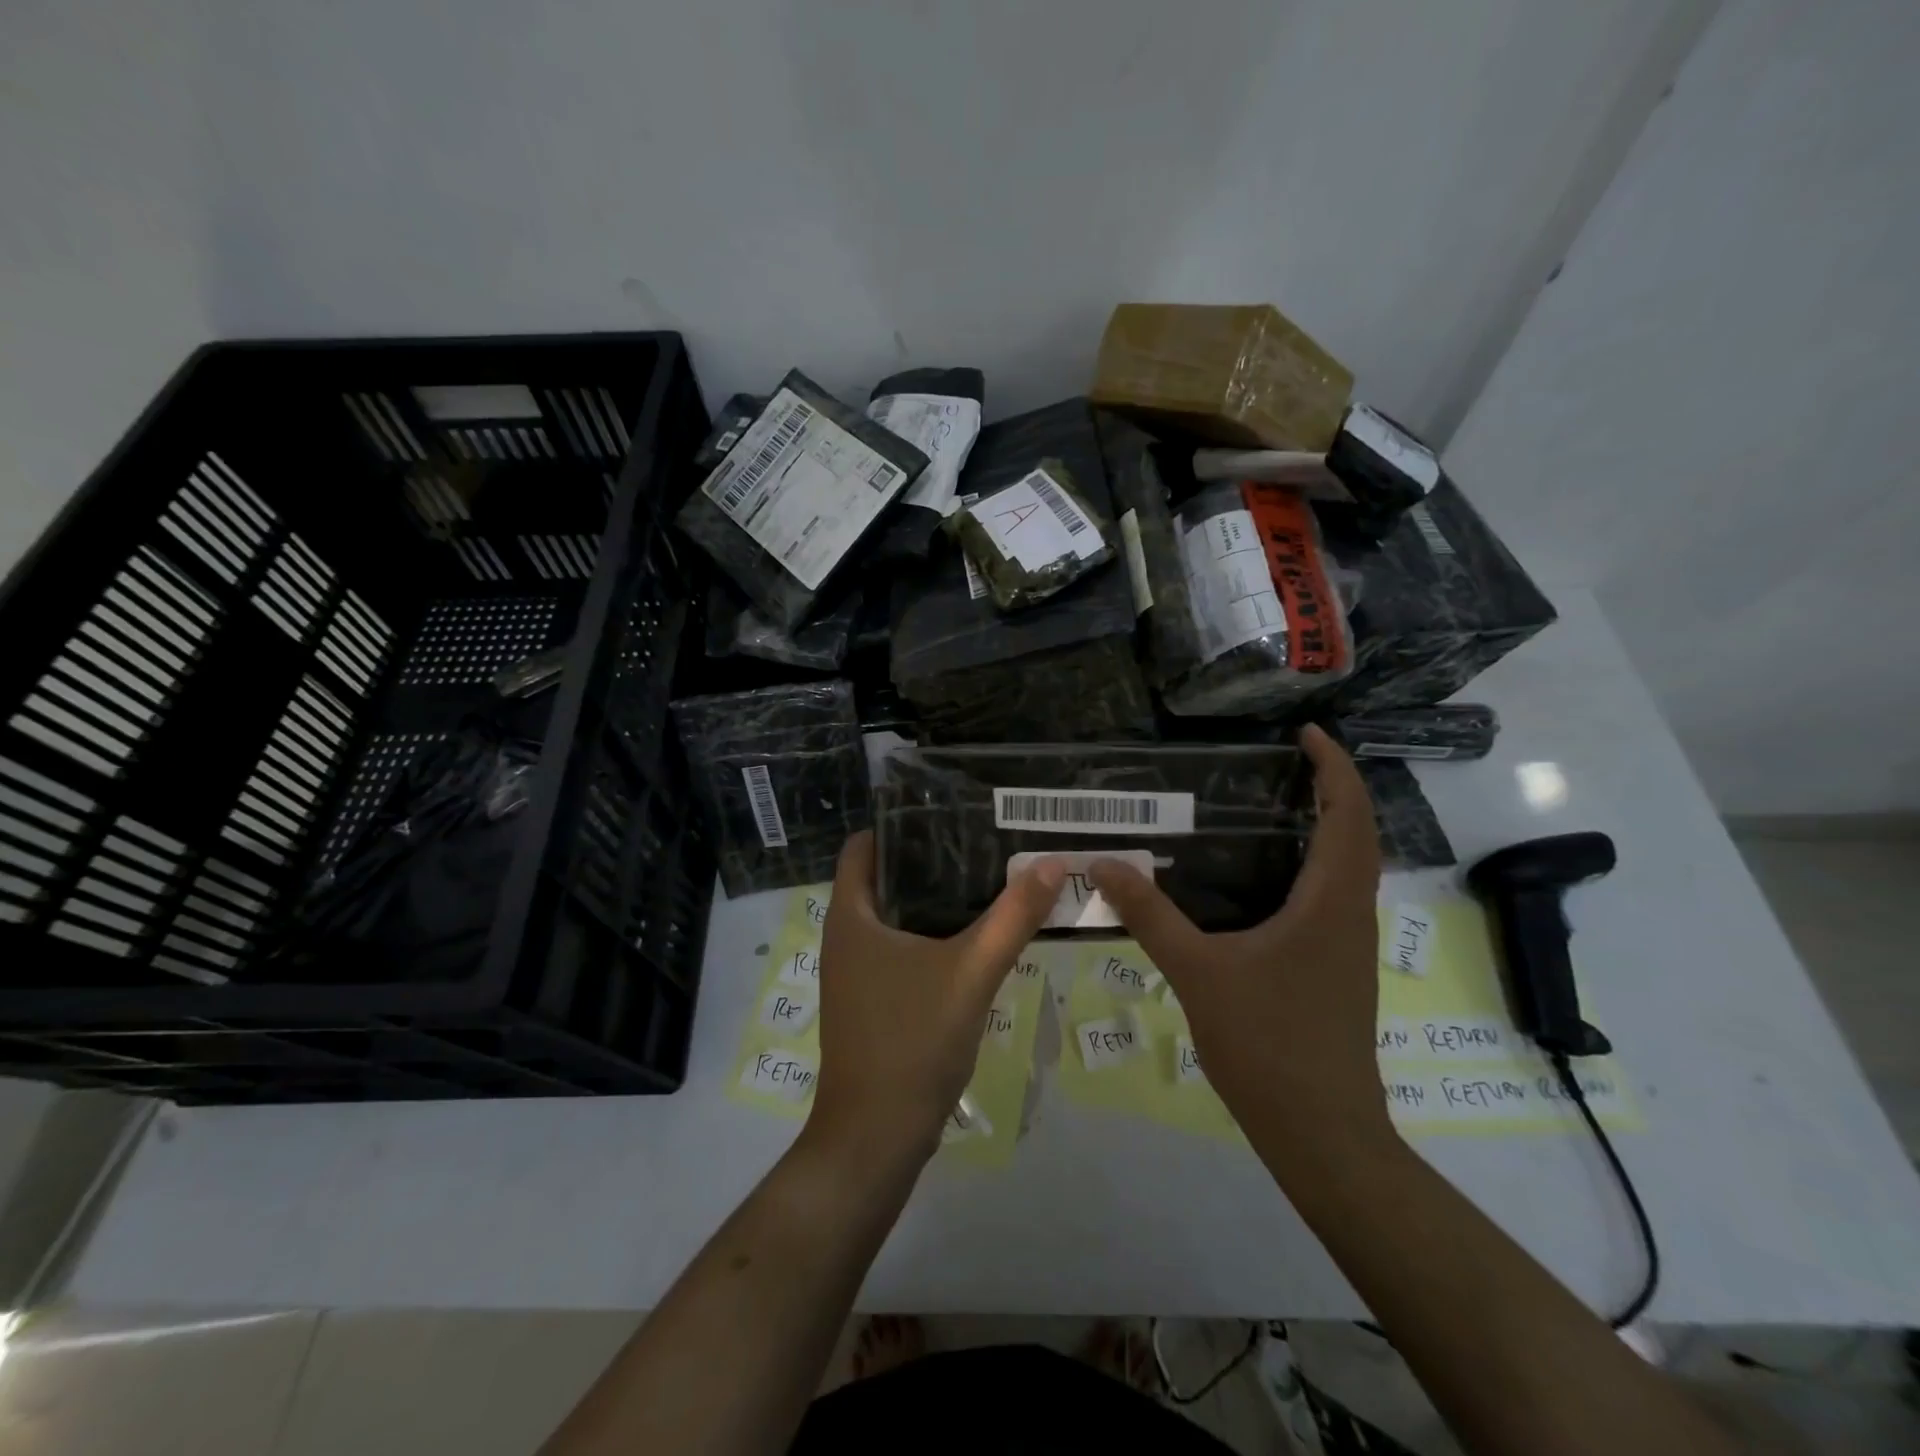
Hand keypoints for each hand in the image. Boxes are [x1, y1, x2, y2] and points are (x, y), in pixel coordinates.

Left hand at [807, 831, 1063, 1167]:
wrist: (876, 1138)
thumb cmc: (911, 1042)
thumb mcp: (970, 973)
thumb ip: (1012, 917)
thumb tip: (1052, 862)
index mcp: (851, 916)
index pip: (864, 845)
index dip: (899, 823)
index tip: (948, 811)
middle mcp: (846, 936)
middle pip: (885, 876)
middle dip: (930, 857)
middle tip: (985, 840)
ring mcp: (857, 971)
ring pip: (897, 915)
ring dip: (936, 897)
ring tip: (989, 877)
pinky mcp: (873, 999)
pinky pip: (902, 948)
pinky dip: (934, 933)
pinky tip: (976, 936)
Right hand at [1090, 725, 1389, 1166]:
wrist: (1322, 1134)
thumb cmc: (1269, 1045)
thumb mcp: (1198, 973)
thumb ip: (1151, 916)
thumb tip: (1104, 864)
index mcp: (1331, 904)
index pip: (1349, 817)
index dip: (1335, 769)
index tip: (1309, 734)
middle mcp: (1351, 916)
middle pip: (1357, 835)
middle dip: (1331, 789)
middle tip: (1285, 762)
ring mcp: (1348, 946)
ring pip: (1348, 868)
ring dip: (1326, 828)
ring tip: (1273, 806)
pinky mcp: (1337, 969)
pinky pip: (1332, 897)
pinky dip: (1311, 866)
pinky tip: (1262, 879)